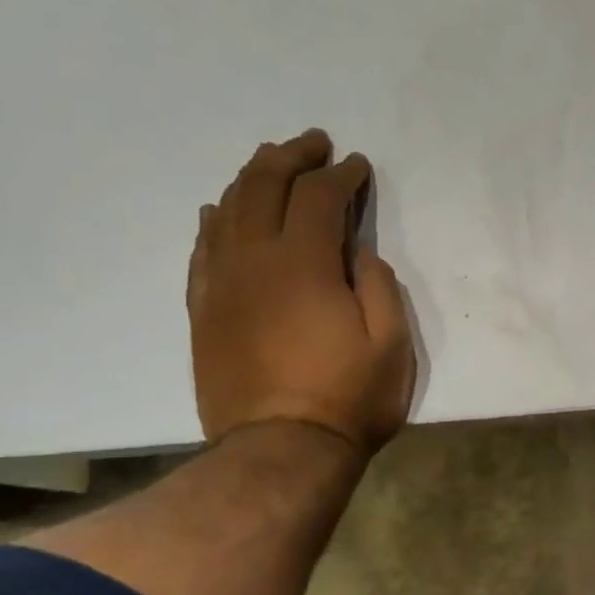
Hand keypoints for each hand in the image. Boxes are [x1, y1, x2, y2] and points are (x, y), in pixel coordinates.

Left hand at [188, 130, 414, 455]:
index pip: (320, 197)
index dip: (342, 175)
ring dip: (252, 178)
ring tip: (271, 164)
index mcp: (305, 264)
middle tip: (314, 143)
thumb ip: (378, 287)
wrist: (280, 450)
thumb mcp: (391, 345)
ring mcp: (222, 284)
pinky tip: (222, 211)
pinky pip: (203, 249)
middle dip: (292, 157)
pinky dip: (215, 220)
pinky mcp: (203, 309)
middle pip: (264, 186)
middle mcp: (254, 260)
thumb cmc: (348, 399)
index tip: (358, 166)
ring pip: (229, 209)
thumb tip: (358, 253)